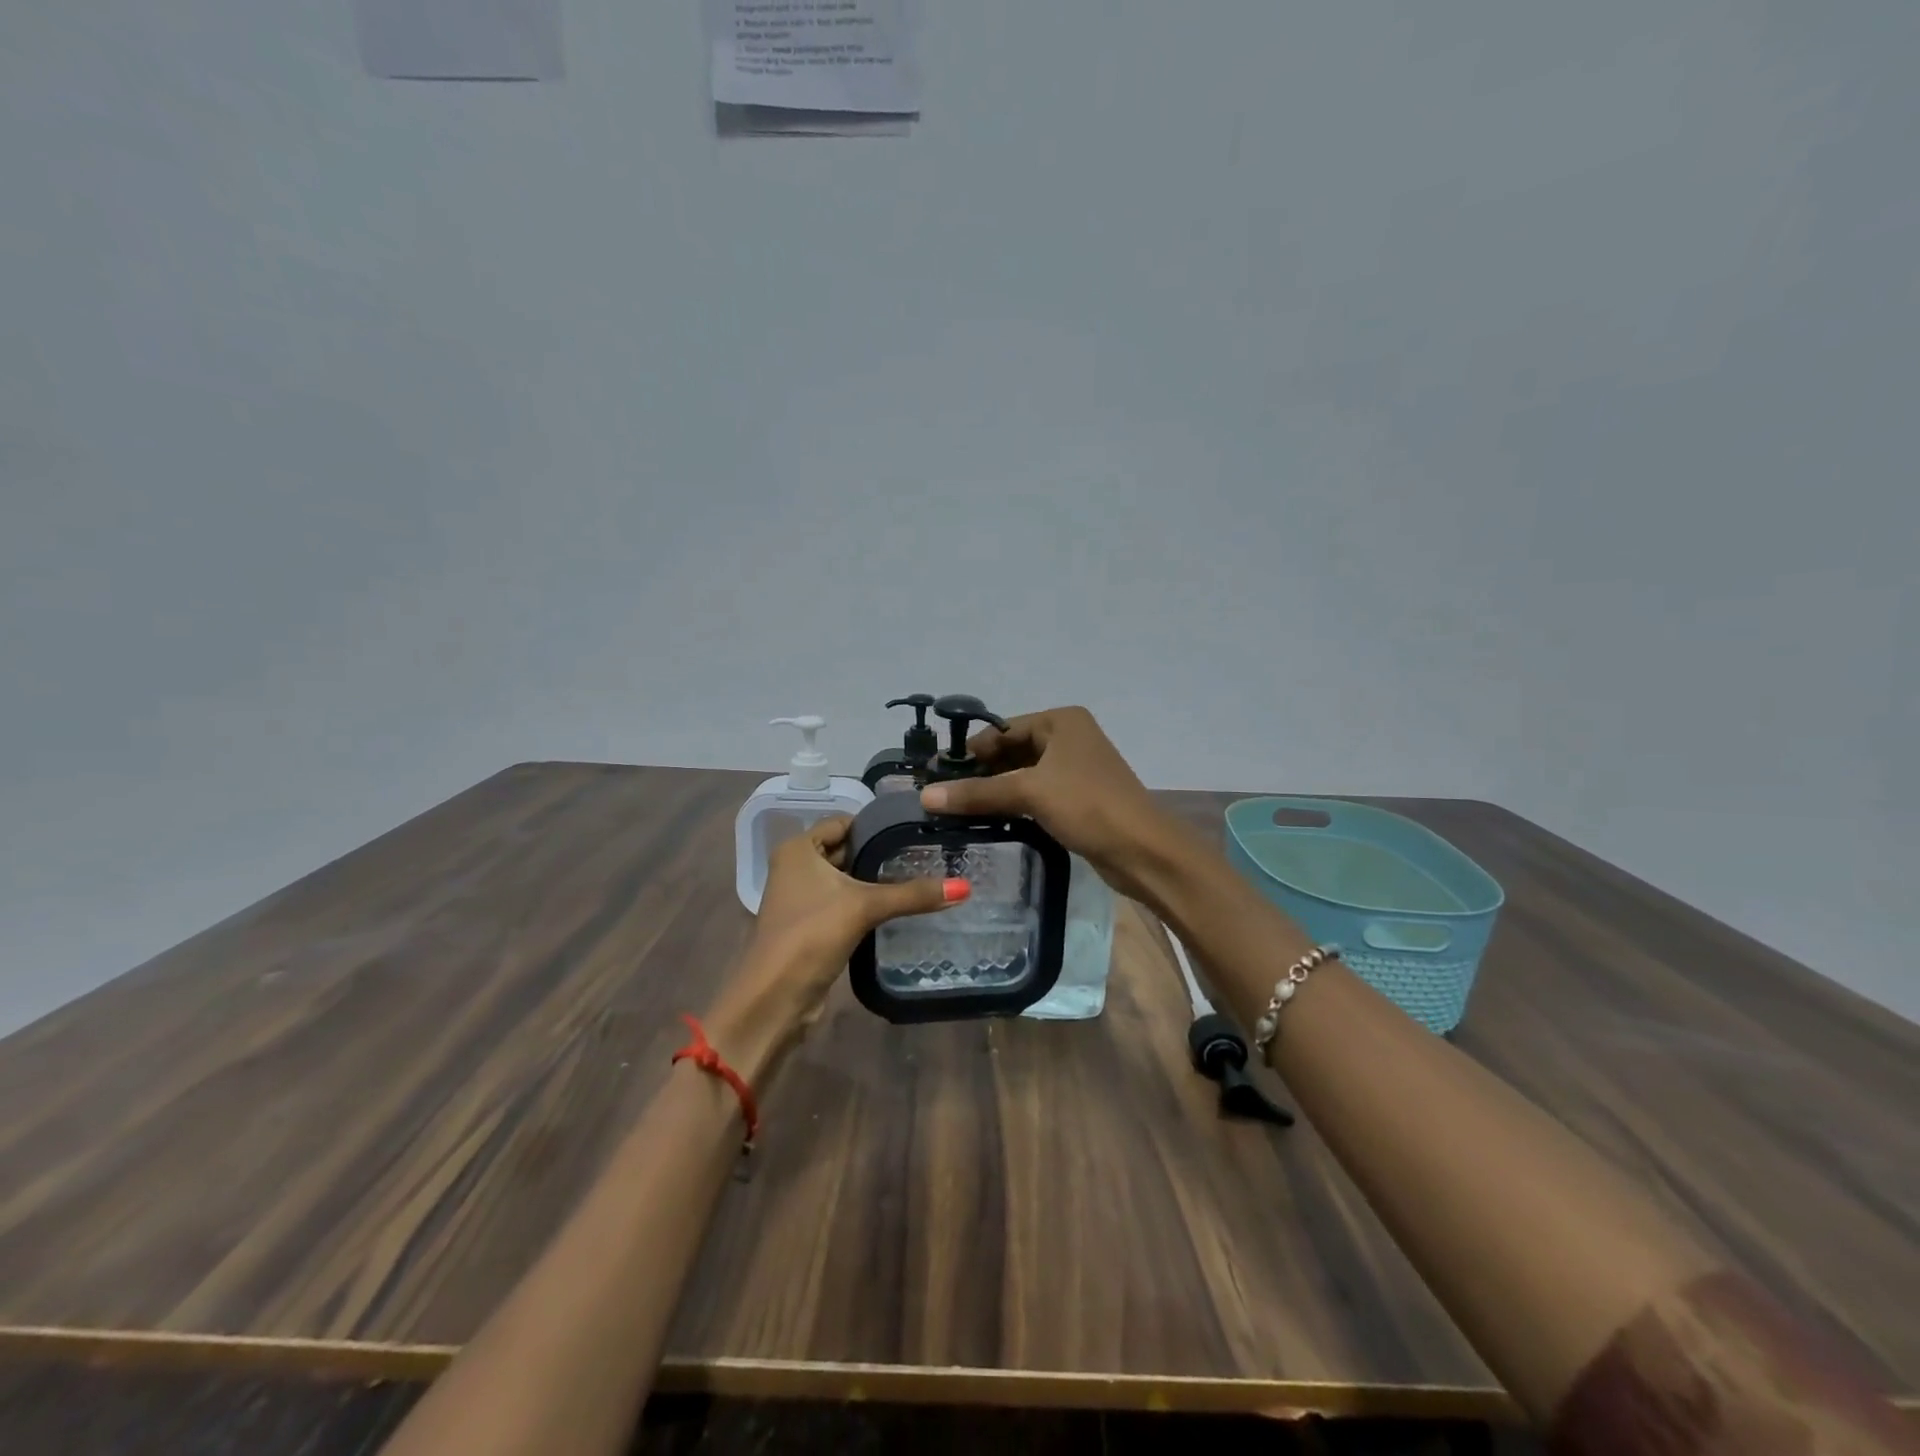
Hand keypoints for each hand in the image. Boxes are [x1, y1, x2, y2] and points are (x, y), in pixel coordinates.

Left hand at [706, 817, 963, 1078]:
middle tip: (927, 853)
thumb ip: (913, 895)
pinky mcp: (812, 926)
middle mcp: (796, 867)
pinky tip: (900, 907)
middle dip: (881, 853)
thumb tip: (964, 888)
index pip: (843, 823)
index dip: (877, 825)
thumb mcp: (864, 907)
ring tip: (922, 876)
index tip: (915, 829)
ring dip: (876, 881)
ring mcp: (802, 898)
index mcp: (798, 849)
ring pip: (847, 879)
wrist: (774, 999)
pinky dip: (868, 903)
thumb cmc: (811, 935)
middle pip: (846, 850)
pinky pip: (845, 904)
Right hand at [917, 706, 1179, 901]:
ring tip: (955, 810)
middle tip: (941, 795)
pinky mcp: (1077, 798)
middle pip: (1011, 751)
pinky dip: (1012, 804)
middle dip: (979, 773)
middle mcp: (1068, 738)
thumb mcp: (1029, 793)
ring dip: (993, 791)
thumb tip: (924, 795)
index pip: (1002, 729)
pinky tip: (987, 820)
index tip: (935, 774)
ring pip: (1022, 775)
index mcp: (1061, 721)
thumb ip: (977, 793)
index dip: (969, 752)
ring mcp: (1074, 769)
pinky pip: (1034, 794)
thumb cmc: (1088, 806)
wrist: (1143, 851)